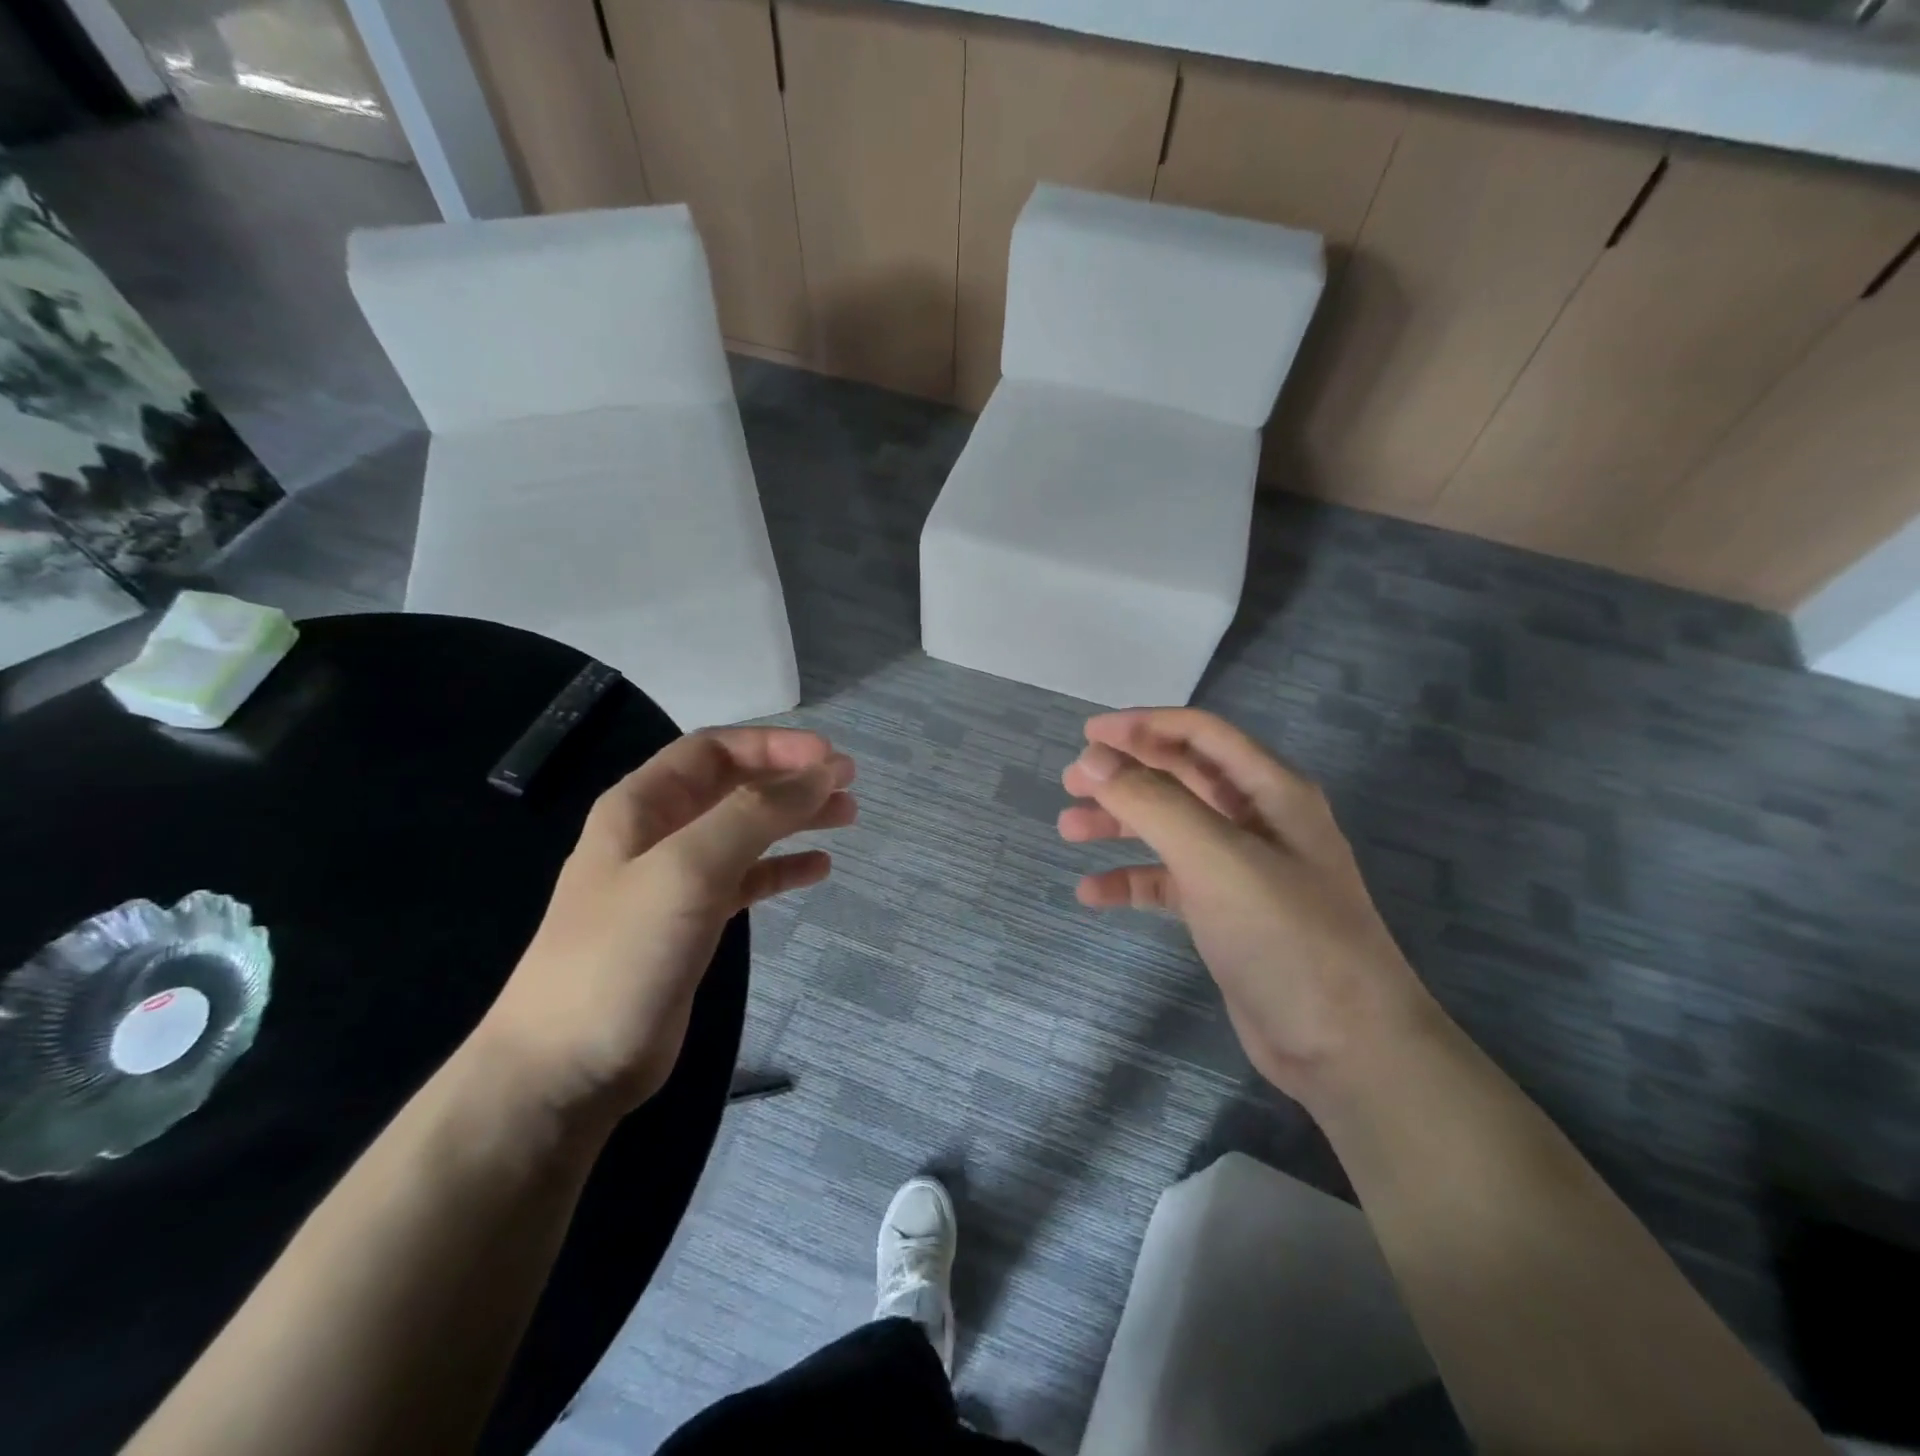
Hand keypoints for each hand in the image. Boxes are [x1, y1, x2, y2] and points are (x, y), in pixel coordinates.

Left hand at [479, 728, 855, 1123]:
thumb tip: (822, 772)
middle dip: (790, 778)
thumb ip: (755, 814)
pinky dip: (782, 868)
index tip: (829, 756)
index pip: (713, 750)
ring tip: (846, 816)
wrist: (567, 1067)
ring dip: (793, 818)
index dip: (773, 745)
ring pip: (744, 832)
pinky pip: (746, 880)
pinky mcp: (691, 924)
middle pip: (733, 786)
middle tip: (848, 784)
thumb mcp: (688, 869)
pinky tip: (818, 869)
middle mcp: (657, 834)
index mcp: (641, 806)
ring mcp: (674, 881)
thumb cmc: (622, 955)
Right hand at [1059, 709, 1433, 1102]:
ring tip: (1069, 829)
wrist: (1342, 1046)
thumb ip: (1153, 802)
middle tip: (1070, 782)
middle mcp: (1256, 820)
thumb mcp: (1216, 858)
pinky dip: (1131, 880)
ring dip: (1120, 823)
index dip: (1143, 725)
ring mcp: (1241, 869)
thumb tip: (1094, 760)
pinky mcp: (1224, 913)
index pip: (1200, 734)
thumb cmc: (1284, 936)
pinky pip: (1168, 881)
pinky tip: (1092, 892)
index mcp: (1270, 791)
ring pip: (1169, 828)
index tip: (1088, 734)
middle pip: (1180, 777)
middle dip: (1125, 774)